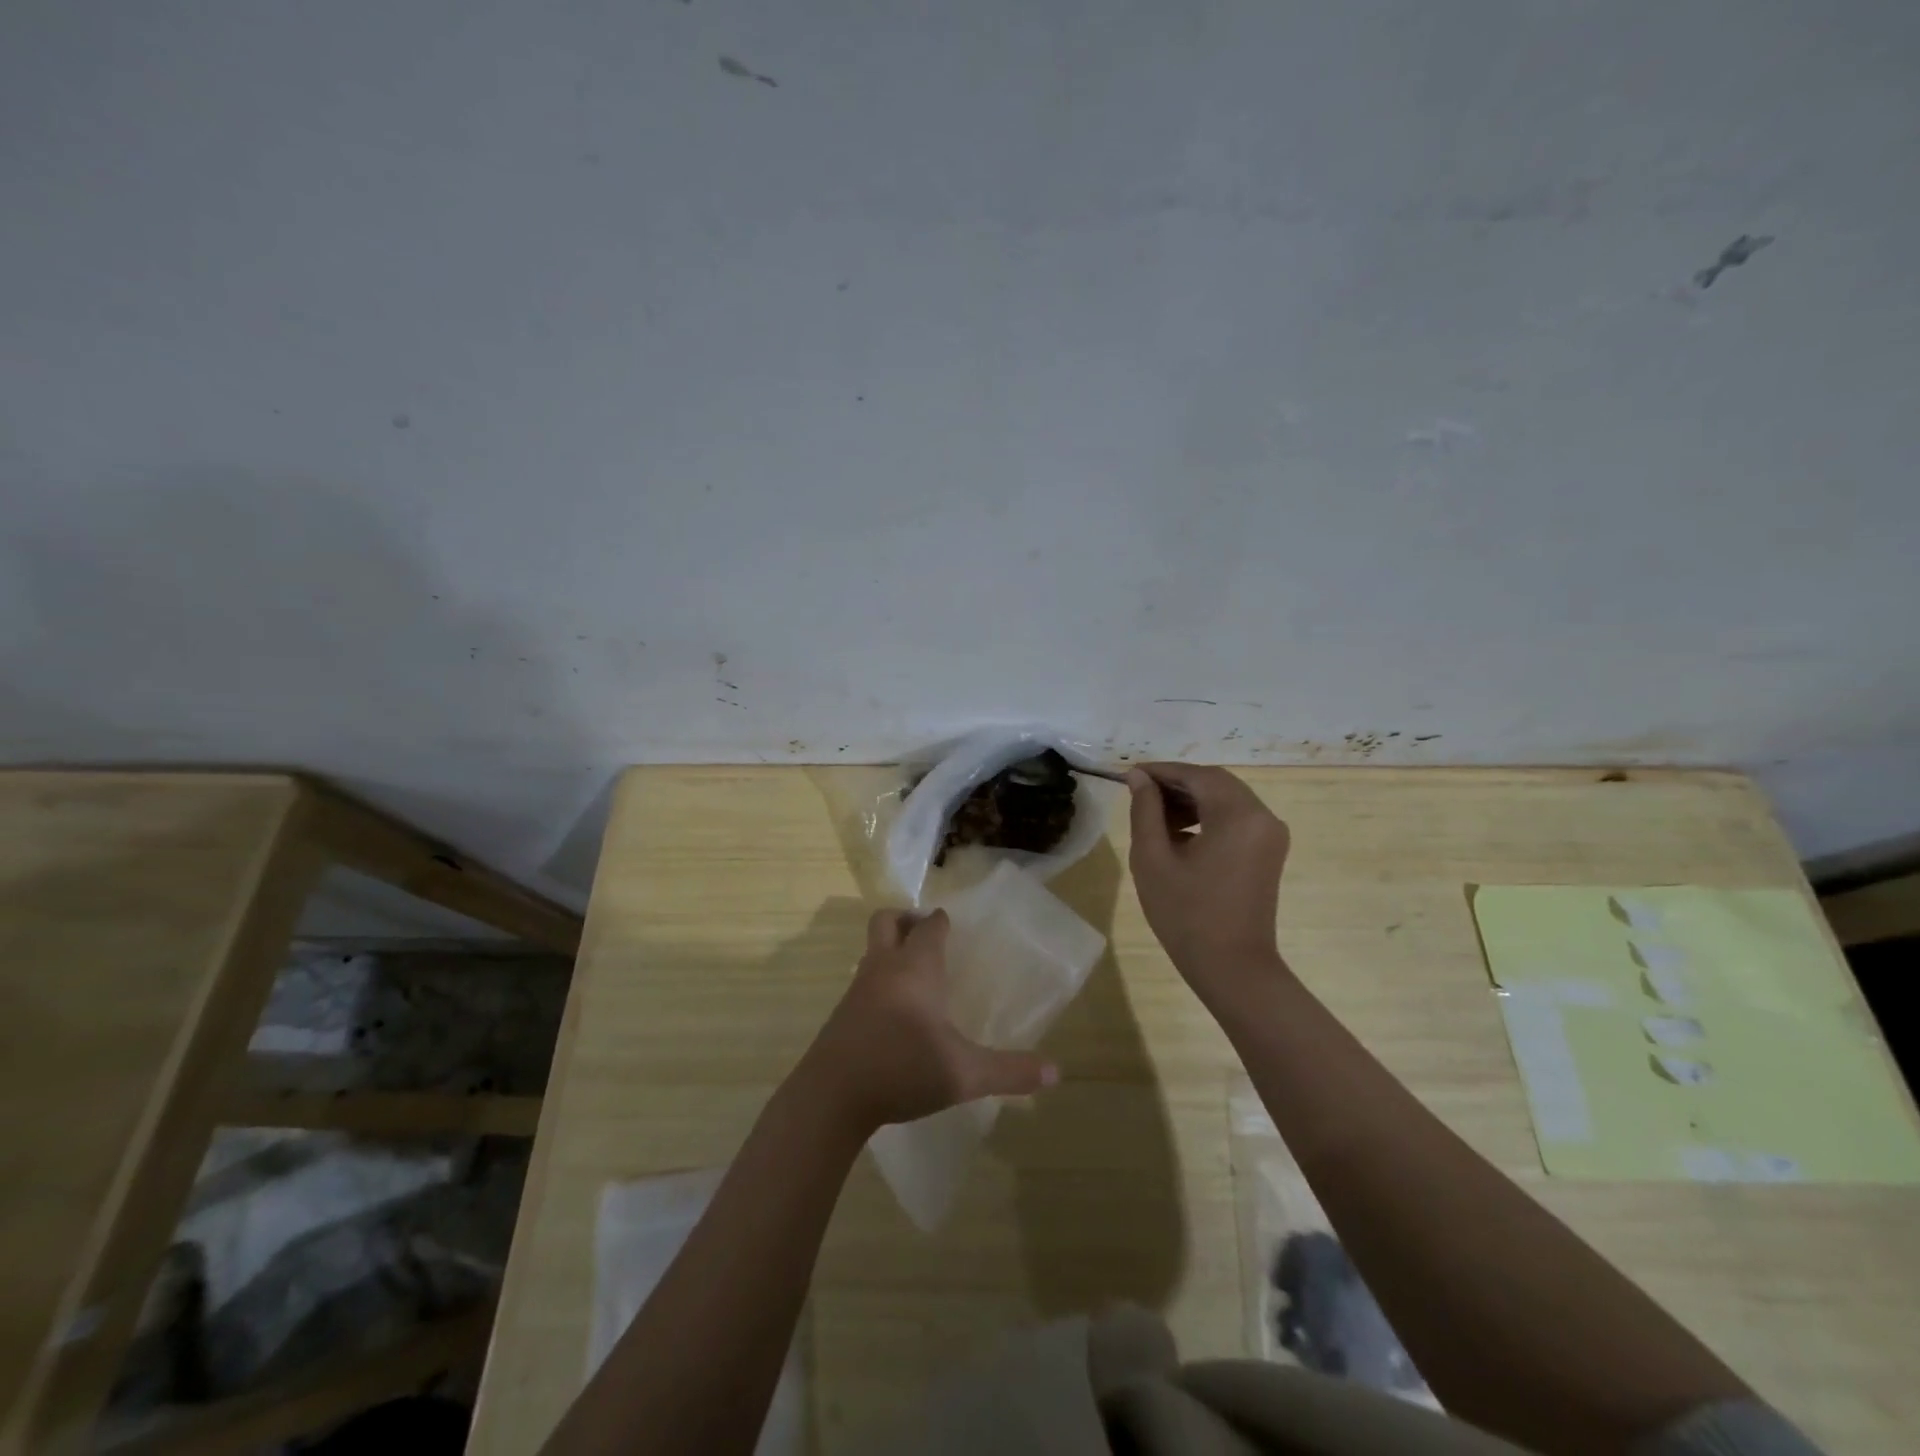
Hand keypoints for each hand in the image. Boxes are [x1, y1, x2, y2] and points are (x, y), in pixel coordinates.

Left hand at [797, 908, 1058, 1135]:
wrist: (831, 1096)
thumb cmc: (902, 1069)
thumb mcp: (964, 1074)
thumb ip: (1010, 1071)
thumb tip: (1056, 1073)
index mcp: (916, 968)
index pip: (929, 926)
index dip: (941, 921)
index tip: (954, 927)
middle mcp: (884, 967)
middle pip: (887, 920)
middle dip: (905, 919)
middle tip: (927, 936)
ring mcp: (858, 988)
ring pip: (872, 949)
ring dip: (890, 949)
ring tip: (916, 975)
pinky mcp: (842, 1012)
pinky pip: (863, 978)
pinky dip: (879, 979)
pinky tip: (895, 1012)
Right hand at [1127, 764, 1290, 1002]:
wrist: (1233, 968)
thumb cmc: (1186, 915)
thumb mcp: (1153, 859)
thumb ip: (1145, 810)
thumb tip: (1138, 778)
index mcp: (1238, 814)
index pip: (1196, 775)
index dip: (1161, 771)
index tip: (1128, 775)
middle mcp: (1262, 816)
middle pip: (1215, 782)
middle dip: (1175, 784)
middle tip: (1138, 795)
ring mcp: (1270, 834)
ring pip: (1226, 799)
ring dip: (1190, 800)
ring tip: (1154, 819)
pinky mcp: (1268, 851)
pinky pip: (1235, 818)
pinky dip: (1207, 817)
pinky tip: (1179, 836)